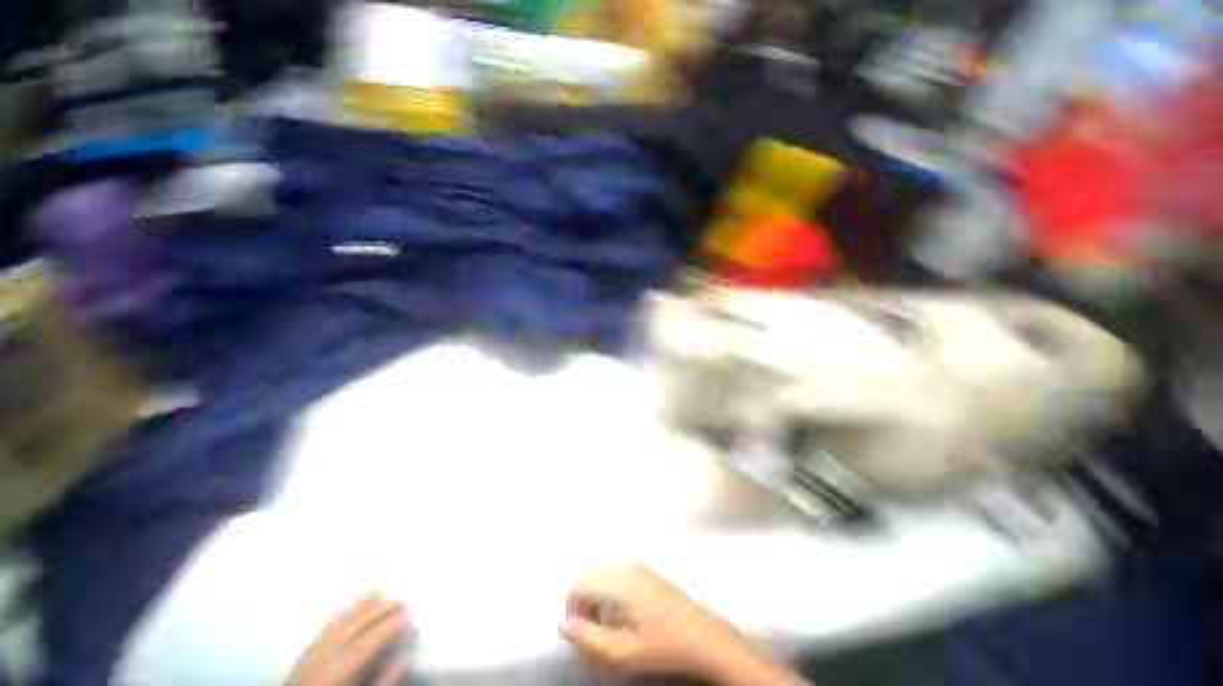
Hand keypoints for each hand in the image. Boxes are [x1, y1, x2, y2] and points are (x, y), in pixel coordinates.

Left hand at [287, 593, 410, 685]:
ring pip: (341, 619)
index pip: (367, 642)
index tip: (411, 615)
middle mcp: (323, 654)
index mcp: (337, 670)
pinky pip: (330, 621)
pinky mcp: (308, 646)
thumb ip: (385, 681)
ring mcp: (313, 648)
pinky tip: (360, 601)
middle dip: (381, 609)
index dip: (390, 626)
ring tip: (385, 594)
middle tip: (404, 601)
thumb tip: (403, 657)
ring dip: (365, 604)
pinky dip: (348, 608)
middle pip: (354, 625)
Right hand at [559, 564, 753, 679]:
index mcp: (620, 581)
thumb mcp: (623, 652)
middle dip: (583, 606)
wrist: (702, 636)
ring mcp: (638, 566)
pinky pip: (615, 577)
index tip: (578, 637)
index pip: (580, 585)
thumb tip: (563, 624)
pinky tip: (619, 619)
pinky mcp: (645, 572)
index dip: (572, 610)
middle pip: (589, 578)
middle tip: (589, 637)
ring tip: (603, 632)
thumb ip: (589, 637)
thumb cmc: (663, 645)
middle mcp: (627, 566)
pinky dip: (608, 596)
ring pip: (602, 577)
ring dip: (595, 602)